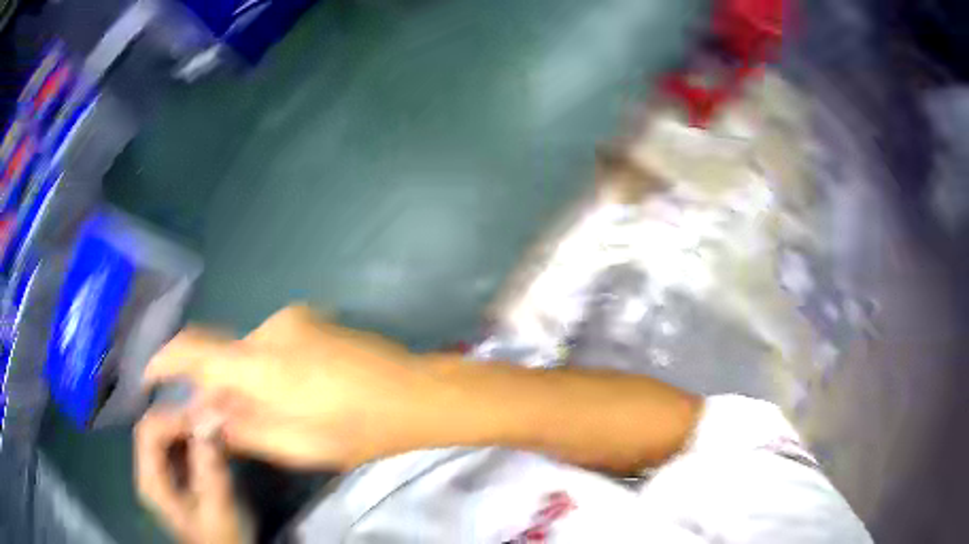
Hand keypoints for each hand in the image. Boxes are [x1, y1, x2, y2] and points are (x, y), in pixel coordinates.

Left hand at [135, 410, 250, 543]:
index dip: (173, 419)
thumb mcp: (217, 505)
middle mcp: (148, 473)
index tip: (204, 419)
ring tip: (213, 428)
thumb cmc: (220, 537)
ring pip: (164, 434)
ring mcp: (158, 474)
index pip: (148, 432)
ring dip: (187, 427)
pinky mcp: (172, 475)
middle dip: (180, 419)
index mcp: (151, 482)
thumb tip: (210, 418)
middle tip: (210, 419)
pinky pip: (175, 445)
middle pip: (153, 428)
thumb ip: (210, 464)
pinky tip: (211, 442)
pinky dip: (191, 438)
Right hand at [144, 305, 430, 469]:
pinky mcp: (309, 318)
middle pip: (223, 355)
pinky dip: (267, 369)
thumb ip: (242, 428)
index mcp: (263, 364)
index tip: (151, 376)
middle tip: (227, 421)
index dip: (165, 360)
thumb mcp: (297, 446)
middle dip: (216, 388)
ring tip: (276, 412)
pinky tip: (296, 393)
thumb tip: (201, 415)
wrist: (415, 392)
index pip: (195, 351)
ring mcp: (293, 318)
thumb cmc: (359, 429)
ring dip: (247, 380)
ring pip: (248, 352)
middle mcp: (270, 329)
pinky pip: (271, 344)